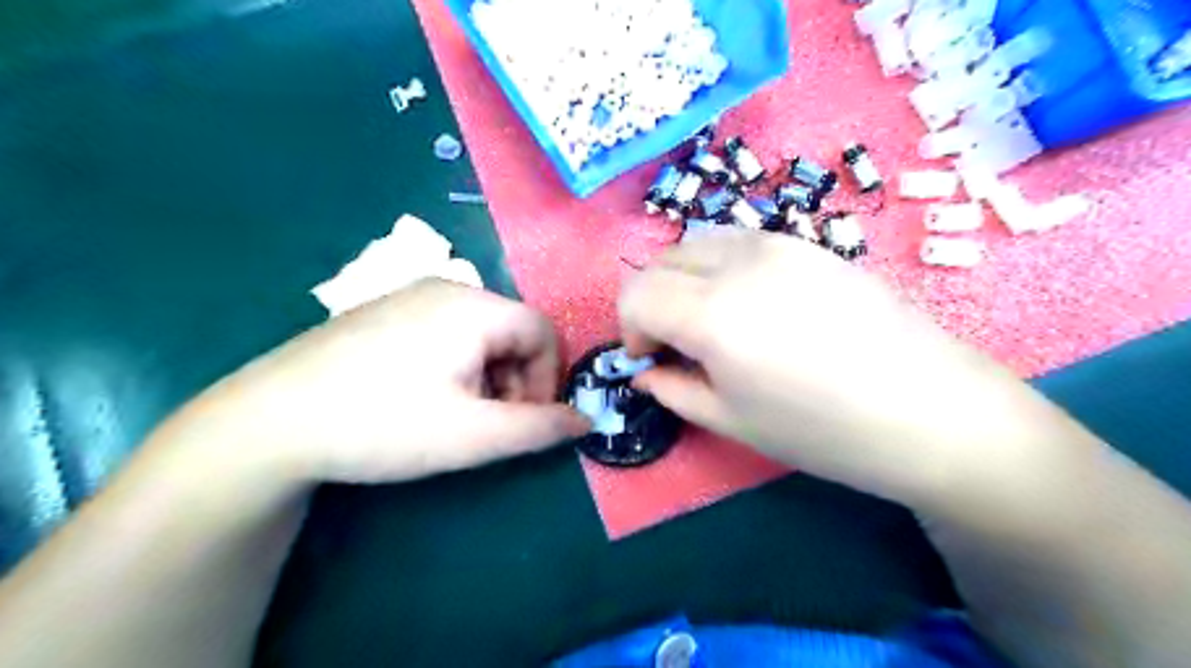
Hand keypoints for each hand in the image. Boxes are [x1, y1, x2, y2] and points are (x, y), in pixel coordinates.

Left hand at [149, 280, 588, 483]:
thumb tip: (585, 421)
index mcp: (473, 306)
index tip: (523, 421)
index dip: (547, 379)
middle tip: (488, 424)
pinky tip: (422, 397)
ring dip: (486, 376)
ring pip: (480, 334)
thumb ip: (539, 428)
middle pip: (511, 330)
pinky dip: (456, 366)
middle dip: (515, 380)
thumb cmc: (383, 424)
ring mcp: (410, 295)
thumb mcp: (473, 435)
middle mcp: (446, 287)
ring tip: (454, 416)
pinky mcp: (384, 312)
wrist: (269, 422)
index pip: (543, 331)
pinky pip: (445, 332)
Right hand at [620, 233, 1066, 503]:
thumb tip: (645, 372)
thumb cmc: (824, 431)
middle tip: (675, 343)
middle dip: (652, 301)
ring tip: (712, 322)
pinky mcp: (808, 243)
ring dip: (684, 279)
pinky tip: (752, 305)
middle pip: (662, 261)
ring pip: (698, 243)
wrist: (933, 411)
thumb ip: (673, 390)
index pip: (636, 295)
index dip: (630, 328)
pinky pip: (740, 242)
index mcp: (713, 313)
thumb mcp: (732, 421)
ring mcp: (778, 244)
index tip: (649, 359)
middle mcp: (738, 263)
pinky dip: (720, 267)